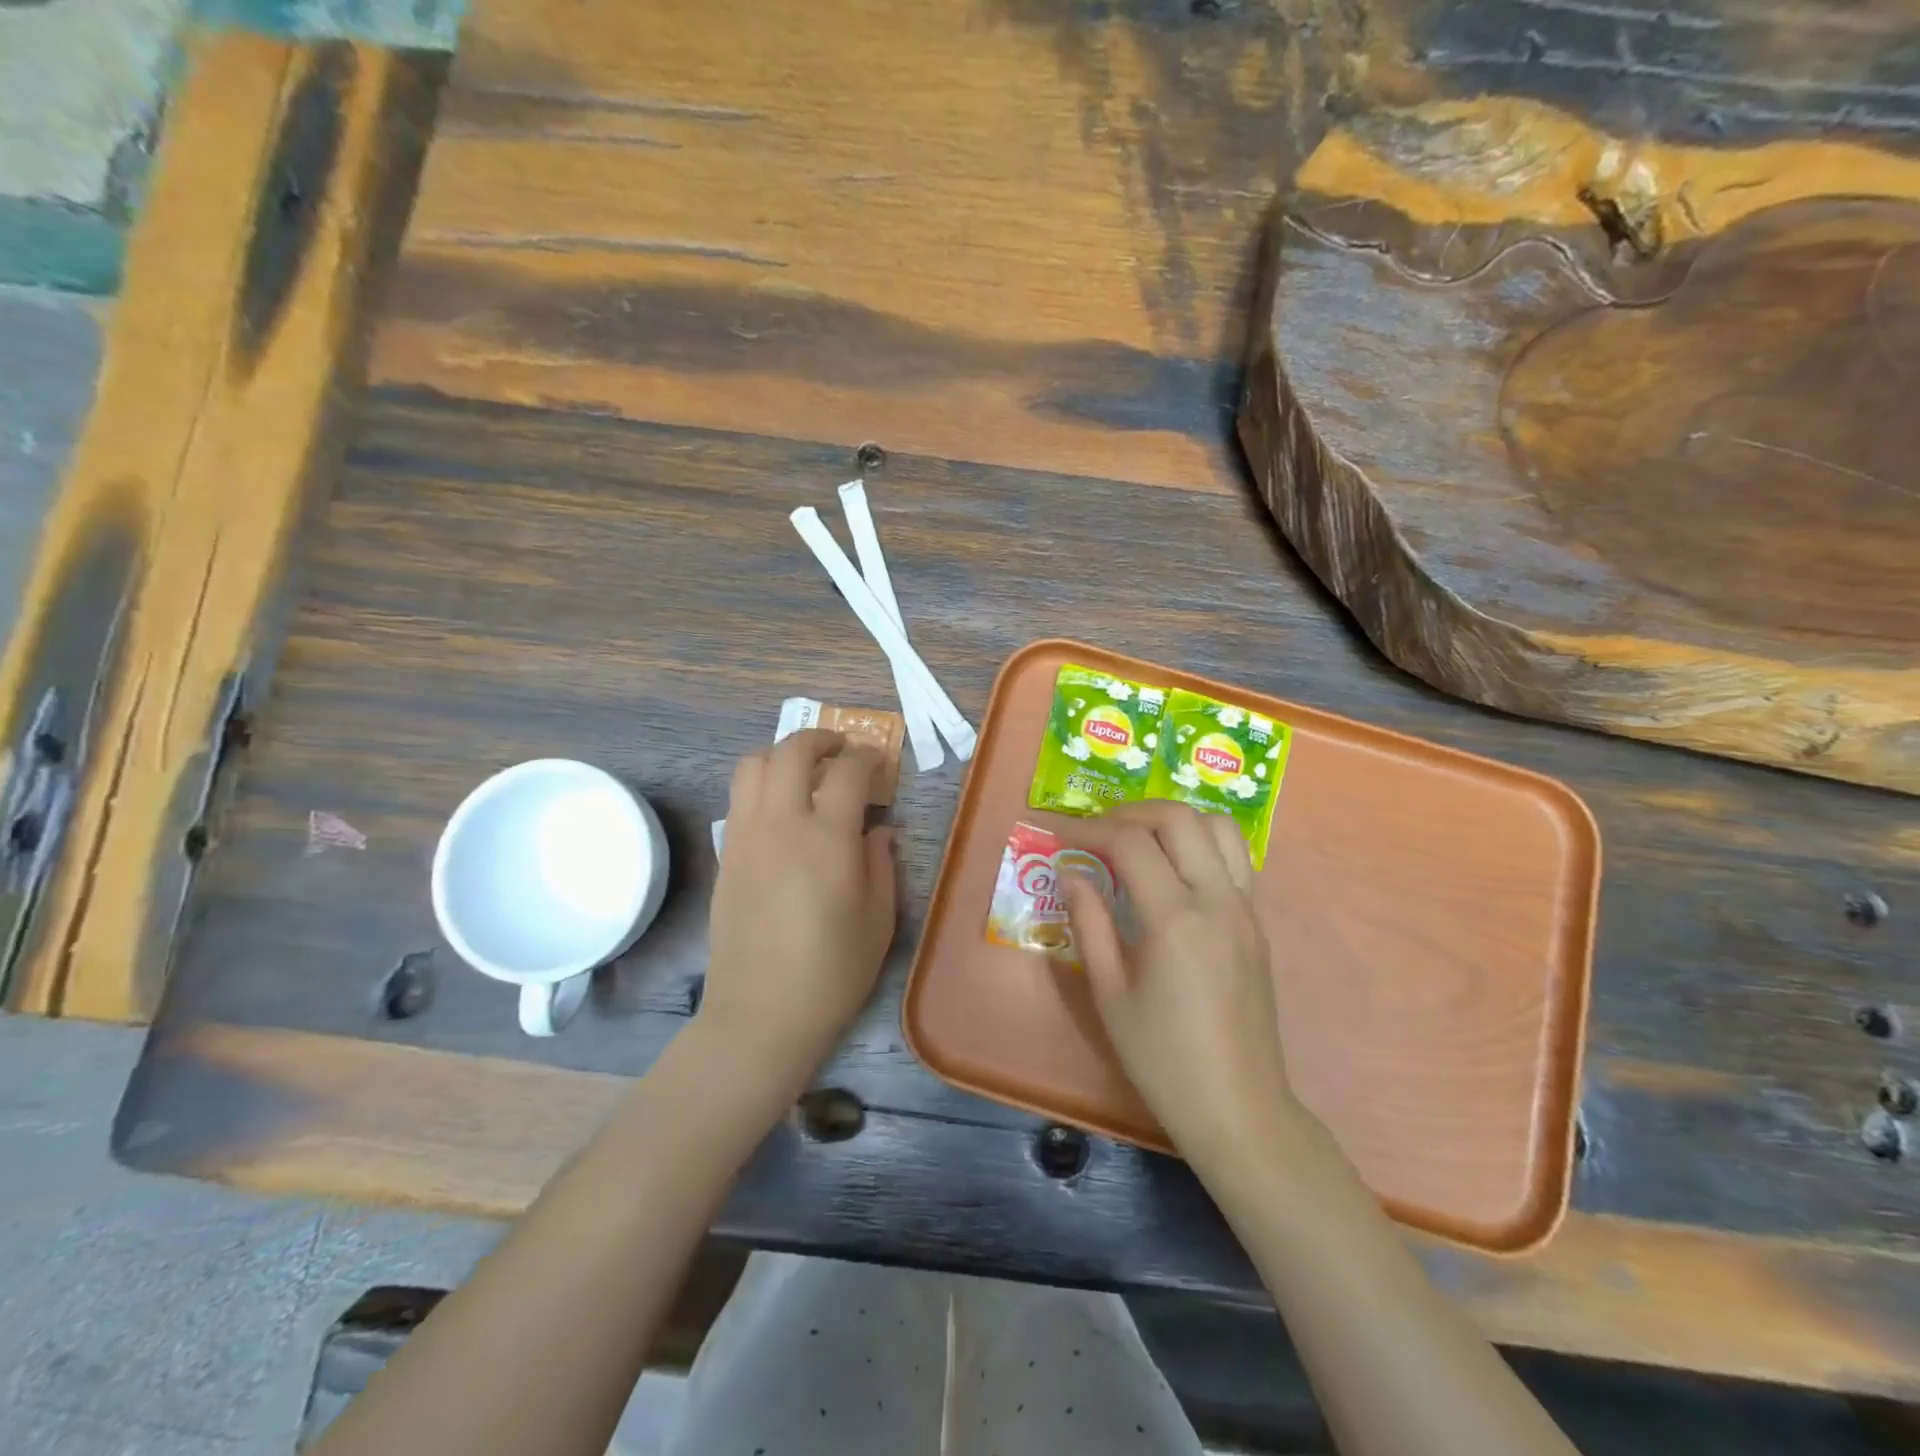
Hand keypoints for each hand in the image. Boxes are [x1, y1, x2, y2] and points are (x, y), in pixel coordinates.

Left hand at [702, 729, 896, 1081]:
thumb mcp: (879, 919)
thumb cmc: (833, 972)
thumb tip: (875, 828)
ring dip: (782, 755)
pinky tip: (781, 810)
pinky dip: (761, 785)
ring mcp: (746, 837)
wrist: (761, 1014)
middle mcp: (782, 824)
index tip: (877, 762)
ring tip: (804, 771)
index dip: (866, 757)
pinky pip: (739, 799)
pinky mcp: (726, 856)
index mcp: (828, 838)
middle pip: (791, 751)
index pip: (847, 771)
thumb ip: (881, 863)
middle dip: (819, 738)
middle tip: (841, 749)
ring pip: (753, 765)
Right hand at [1064, 801, 1301, 1164]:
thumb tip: (1071, 873)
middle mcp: (1217, 900)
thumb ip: (1089, 923)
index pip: (1132, 843)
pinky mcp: (1257, 923)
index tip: (1060, 835)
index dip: (1090, 829)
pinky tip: (1173, 869)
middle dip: (1132, 811)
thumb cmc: (1163, 1059)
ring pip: (1219, 828)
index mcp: (1176, 919)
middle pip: (1180, 818)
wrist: (1239, 1108)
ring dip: (1174, 819)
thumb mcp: (1110, 994)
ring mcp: (1245, 909)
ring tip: (1139, 838)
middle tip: (1097, 830)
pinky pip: (1235, 858)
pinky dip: (1201, 843)